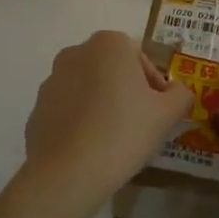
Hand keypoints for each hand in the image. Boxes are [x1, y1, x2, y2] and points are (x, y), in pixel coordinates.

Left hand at [23, 31, 191, 205]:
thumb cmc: (124, 133)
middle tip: (140, 126)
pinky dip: (80, 122)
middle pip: (112, 70)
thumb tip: (177, 91)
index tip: (158, 112)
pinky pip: (68, 110)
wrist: (68, 173)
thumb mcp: (167, 114)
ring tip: (114, 140)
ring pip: (89, 88)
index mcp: (108, 44)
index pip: (140, 58)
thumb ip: (181, 95)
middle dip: (127, 92)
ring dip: (102, 105)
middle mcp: (76, 53)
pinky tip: (90, 149)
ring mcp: (52, 80)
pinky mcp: (37, 108)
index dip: (154, 86)